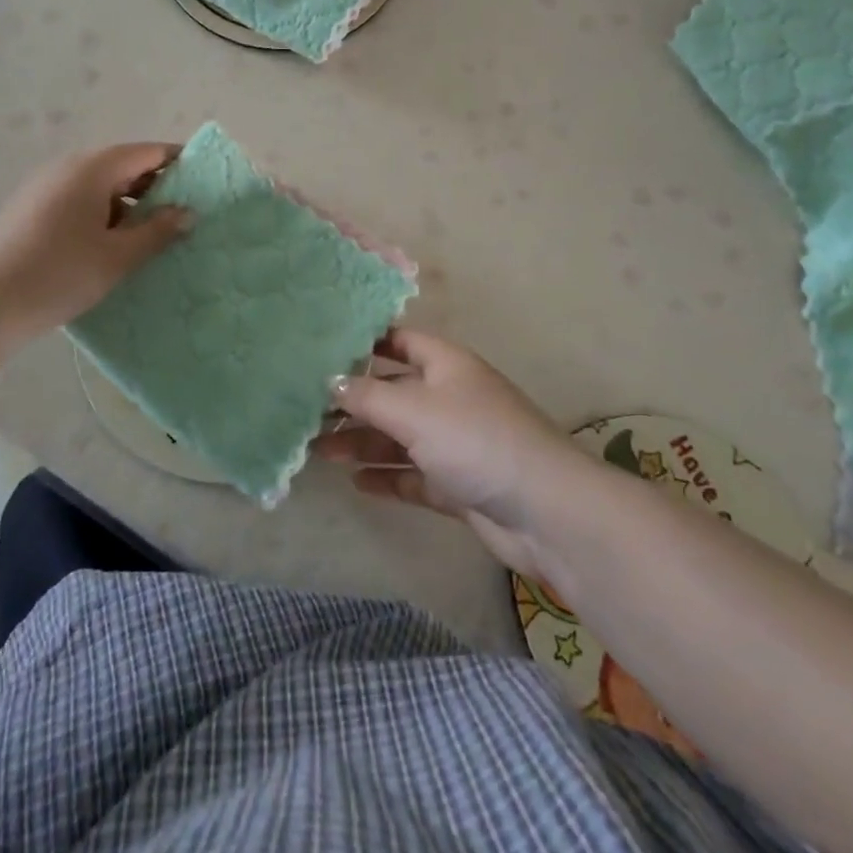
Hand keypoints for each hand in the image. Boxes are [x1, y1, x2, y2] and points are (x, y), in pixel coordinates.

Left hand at [0, 142, 189, 352]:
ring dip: (128, 202)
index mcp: (92, 168)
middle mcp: (66, 166)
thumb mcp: (118, 257)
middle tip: (182, 214)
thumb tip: (188, 212)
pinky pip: (77, 198)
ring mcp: (43, 186)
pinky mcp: (28, 208)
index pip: (147, 152)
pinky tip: (108, 245)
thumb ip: (157, 231)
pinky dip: (102, 212)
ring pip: (99, 184)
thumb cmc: (59, 275)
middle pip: (122, 164)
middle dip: (155, 185)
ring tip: (149, 234)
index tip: (205, 181)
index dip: (179, 162)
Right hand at [315, 328, 582, 580]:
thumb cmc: (475, 440)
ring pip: (400, 436)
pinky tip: (356, 482)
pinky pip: (414, 474)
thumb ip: (367, 396)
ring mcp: (455, 442)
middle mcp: (449, 397)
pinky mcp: (459, 484)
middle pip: (393, 392)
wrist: (545, 511)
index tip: (322, 349)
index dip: (364, 343)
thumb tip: (330, 381)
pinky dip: (387, 476)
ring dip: (363, 442)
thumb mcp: (414, 410)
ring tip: (319, 451)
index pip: (398, 341)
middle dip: (353, 402)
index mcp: (445, 364)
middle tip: (307, 412)